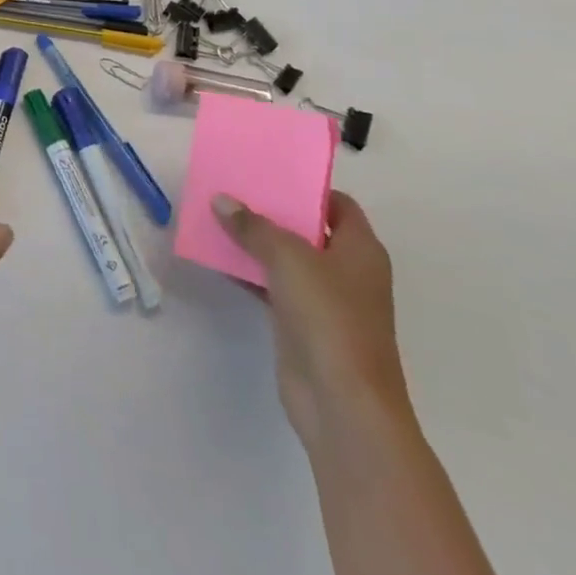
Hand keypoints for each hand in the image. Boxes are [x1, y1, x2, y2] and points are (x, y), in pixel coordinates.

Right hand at [211, 190, 409, 448]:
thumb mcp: (288, 258)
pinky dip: (248, 272)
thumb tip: (222, 201)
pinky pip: (271, 285)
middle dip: (271, 211)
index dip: (306, 187)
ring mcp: (325, 300)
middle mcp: (347, 271)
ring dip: (254, 241)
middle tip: (232, 188)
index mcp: (360, 250)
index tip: (268, 172)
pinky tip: (215, 258)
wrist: (341, 402)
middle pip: (308, 229)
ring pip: (285, 258)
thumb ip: (253, 226)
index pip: (338, 204)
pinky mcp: (302, 324)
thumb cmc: (329, 317)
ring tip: (215, 216)